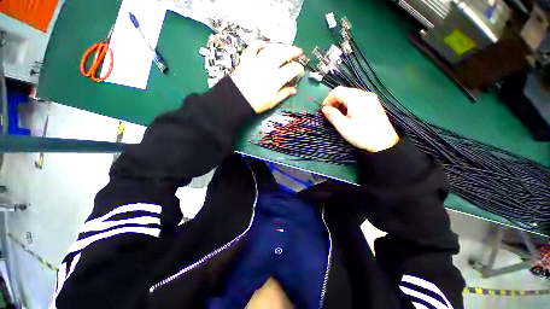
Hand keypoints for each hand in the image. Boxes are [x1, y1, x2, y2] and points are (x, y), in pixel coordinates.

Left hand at [231, 43, 304, 112]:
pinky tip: (264, 45)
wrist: (236, 100)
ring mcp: (257, 60)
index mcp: (276, 78)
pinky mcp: (247, 59)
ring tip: (286, 48)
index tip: (300, 72)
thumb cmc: (256, 103)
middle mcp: (268, 66)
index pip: (292, 69)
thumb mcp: (272, 102)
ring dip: (281, 47)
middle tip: (298, 52)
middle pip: (284, 53)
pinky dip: (260, 44)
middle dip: (293, 51)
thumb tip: (294, 90)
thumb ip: (284, 94)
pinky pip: (254, 47)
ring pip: (272, 48)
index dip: (299, 69)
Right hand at [321, 87, 399, 152]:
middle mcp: (364, 94)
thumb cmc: (361, 135)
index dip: (328, 99)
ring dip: (341, 103)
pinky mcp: (374, 104)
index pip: (337, 91)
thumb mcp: (343, 126)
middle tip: (329, 113)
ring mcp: (371, 98)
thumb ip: (332, 115)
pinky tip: (348, 115)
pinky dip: (349, 104)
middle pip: (345, 91)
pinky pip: (358, 99)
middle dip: (334, 101)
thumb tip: (324, 109)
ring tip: (338, 115)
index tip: (323, 110)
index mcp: (356, 98)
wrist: (384, 143)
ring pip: (351, 95)